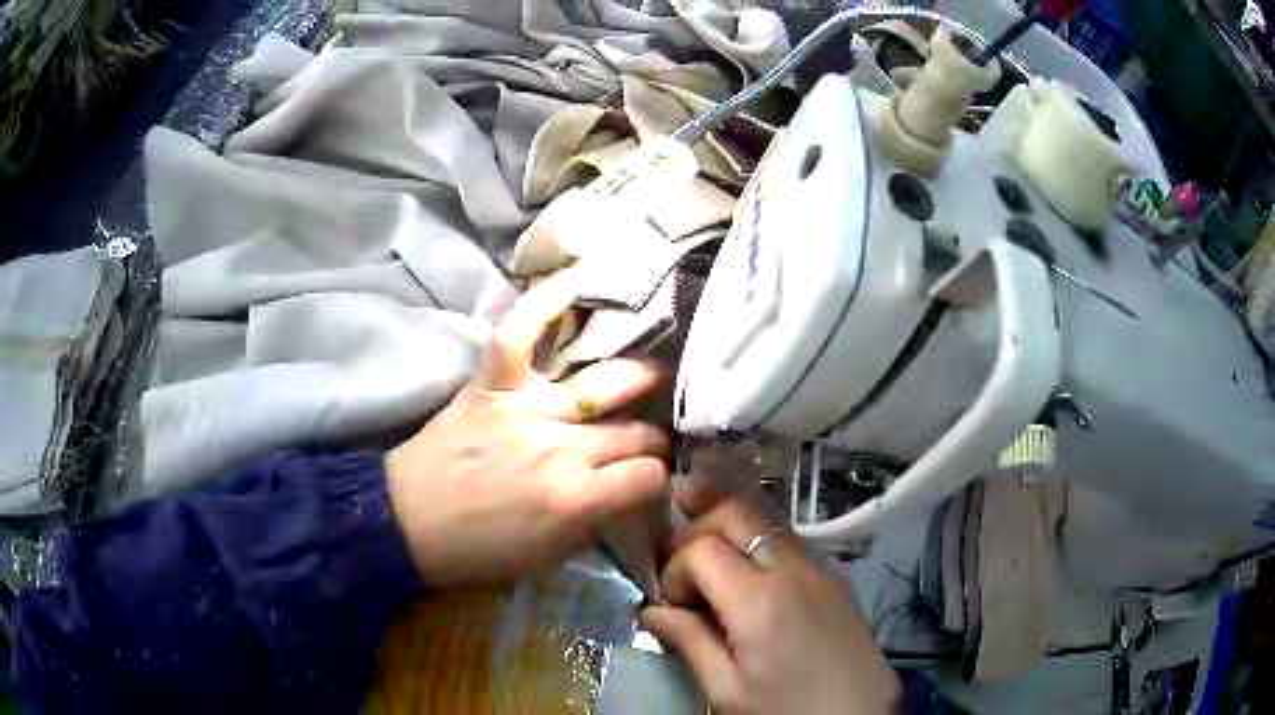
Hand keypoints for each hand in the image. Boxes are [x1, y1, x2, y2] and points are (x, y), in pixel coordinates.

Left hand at [386, 271, 669, 585]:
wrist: (407, 522)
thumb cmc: (478, 550)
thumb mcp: (549, 556)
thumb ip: (596, 521)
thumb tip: (626, 492)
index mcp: (576, 498)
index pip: (647, 476)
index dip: (653, 481)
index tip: (644, 482)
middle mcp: (561, 447)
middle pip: (634, 432)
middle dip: (649, 440)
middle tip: (643, 441)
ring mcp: (526, 407)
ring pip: (605, 383)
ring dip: (636, 382)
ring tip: (647, 379)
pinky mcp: (492, 384)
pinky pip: (522, 332)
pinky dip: (546, 301)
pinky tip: (581, 277)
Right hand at [641, 500, 898, 714]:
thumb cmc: (785, 711)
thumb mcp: (727, 690)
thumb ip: (689, 641)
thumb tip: (652, 612)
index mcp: (758, 599)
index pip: (700, 547)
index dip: (673, 568)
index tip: (669, 603)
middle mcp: (793, 569)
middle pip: (739, 512)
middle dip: (699, 522)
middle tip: (673, 549)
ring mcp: (822, 569)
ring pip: (768, 523)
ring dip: (731, 530)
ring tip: (705, 554)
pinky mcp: (837, 580)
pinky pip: (792, 546)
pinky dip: (761, 549)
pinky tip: (750, 581)